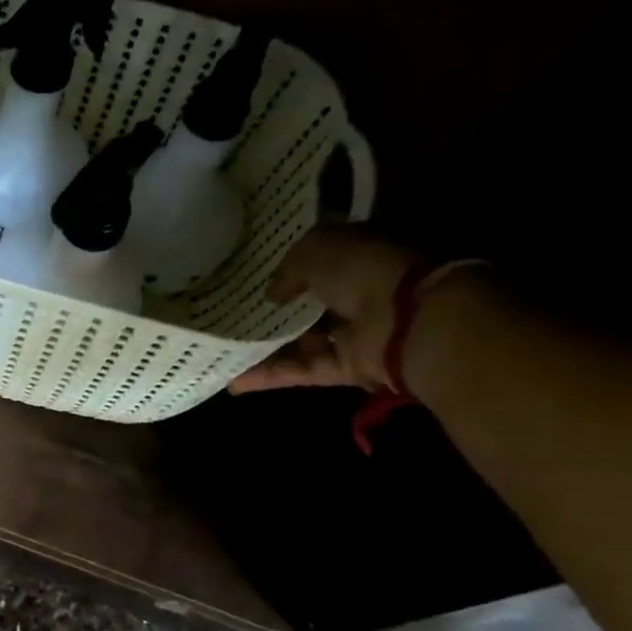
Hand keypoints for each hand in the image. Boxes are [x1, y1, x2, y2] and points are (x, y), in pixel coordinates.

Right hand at [228, 224, 422, 393]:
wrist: (410, 318)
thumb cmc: (363, 269)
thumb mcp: (315, 250)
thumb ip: (287, 269)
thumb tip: (272, 295)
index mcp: (353, 255)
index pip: (315, 258)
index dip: (284, 264)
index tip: (248, 274)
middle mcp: (353, 292)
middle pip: (304, 304)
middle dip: (269, 311)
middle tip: (227, 315)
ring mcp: (350, 332)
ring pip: (298, 340)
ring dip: (262, 347)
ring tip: (222, 350)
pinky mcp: (346, 366)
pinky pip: (300, 370)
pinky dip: (268, 377)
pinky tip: (233, 380)